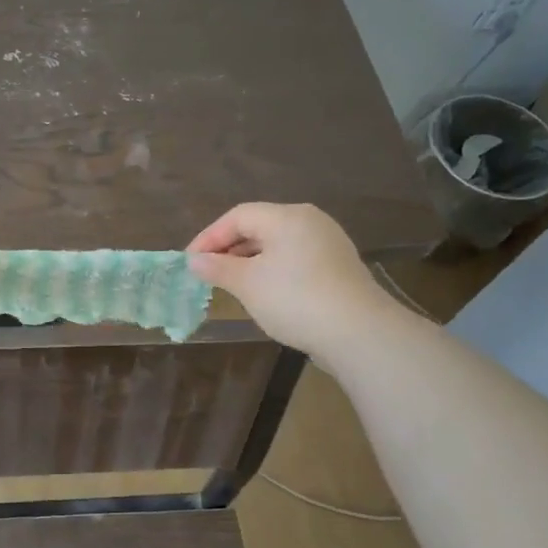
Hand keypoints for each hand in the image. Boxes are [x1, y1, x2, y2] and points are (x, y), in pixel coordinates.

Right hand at [186, 202, 392, 361]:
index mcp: (287, 216)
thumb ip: (218, 267)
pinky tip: (264, 293)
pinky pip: (294, 260)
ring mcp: (327, 243)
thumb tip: (194, 260)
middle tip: (207, 273)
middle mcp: (310, 221)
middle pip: (259, 227)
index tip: (190, 262)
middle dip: (229, 249)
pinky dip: (272, 270)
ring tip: (231, 285)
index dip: (209, 236)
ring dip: (249, 261)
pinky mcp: (337, 267)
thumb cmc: (295, 299)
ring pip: (277, 245)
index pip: (238, 216)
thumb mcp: (248, 284)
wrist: (358, 332)